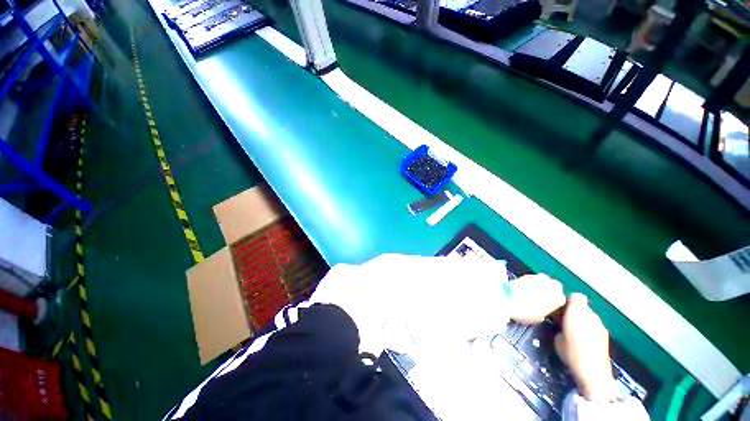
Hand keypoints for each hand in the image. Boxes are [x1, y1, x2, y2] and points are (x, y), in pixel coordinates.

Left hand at [507, 274, 565, 323]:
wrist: (507, 297)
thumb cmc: (526, 310)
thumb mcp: (541, 317)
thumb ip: (546, 311)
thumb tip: (543, 309)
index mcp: (560, 296)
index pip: (561, 301)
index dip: (554, 305)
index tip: (548, 310)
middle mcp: (553, 284)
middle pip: (553, 289)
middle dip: (548, 293)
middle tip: (540, 301)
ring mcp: (539, 277)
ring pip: (543, 283)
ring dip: (539, 287)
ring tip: (531, 296)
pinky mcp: (526, 274)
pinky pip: (532, 281)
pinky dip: (530, 284)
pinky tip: (524, 291)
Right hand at [554, 293, 615, 401]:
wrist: (593, 373)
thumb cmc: (571, 352)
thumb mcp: (557, 337)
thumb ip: (560, 324)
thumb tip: (561, 323)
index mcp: (578, 312)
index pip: (575, 297)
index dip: (567, 300)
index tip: (558, 308)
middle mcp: (592, 315)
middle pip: (583, 306)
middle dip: (574, 310)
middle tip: (563, 319)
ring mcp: (601, 326)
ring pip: (590, 316)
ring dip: (582, 320)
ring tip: (573, 330)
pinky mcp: (606, 336)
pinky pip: (594, 326)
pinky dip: (588, 329)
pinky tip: (583, 339)